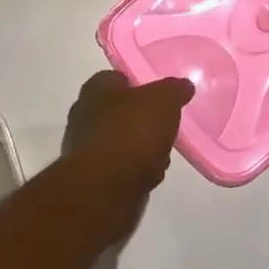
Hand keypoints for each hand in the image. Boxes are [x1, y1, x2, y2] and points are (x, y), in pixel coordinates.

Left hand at [58, 70, 194, 242]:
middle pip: (120, 112)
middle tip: (165, 126)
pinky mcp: (92, 179)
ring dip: (141, 148)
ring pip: (121, 141)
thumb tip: (183, 86)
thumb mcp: (163, 101)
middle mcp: (84, 115)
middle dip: (142, 120)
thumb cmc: (131, 133)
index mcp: (95, 89)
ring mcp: (85, 149)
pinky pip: (120, 168)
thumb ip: (174, 90)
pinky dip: (136, 171)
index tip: (160, 96)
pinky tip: (151, 176)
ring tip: (163, 154)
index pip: (117, 78)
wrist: (105, 190)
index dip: (140, 85)